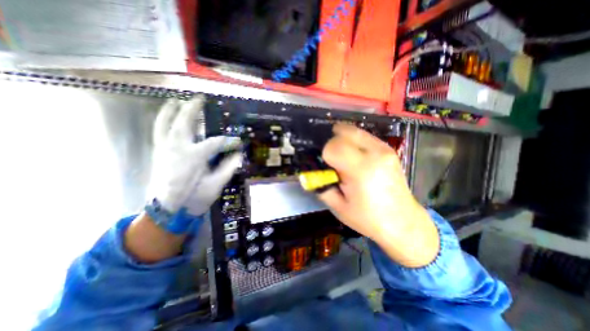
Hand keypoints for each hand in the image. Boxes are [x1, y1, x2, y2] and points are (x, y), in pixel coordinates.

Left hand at [147, 98, 241, 216]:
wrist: (168, 211)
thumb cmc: (194, 199)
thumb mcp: (215, 186)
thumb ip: (228, 168)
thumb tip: (238, 155)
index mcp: (194, 156)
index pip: (216, 143)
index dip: (230, 142)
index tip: (238, 143)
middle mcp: (177, 148)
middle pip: (185, 122)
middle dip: (193, 109)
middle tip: (200, 99)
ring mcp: (165, 149)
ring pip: (165, 123)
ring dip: (171, 110)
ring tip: (177, 101)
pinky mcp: (158, 153)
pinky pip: (159, 131)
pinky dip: (163, 121)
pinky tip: (167, 117)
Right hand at [318, 123, 437, 267]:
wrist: (402, 222)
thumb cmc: (368, 218)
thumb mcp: (338, 206)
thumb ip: (321, 185)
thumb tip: (311, 172)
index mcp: (361, 170)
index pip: (333, 146)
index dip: (325, 154)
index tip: (327, 167)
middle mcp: (375, 154)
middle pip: (343, 132)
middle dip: (332, 144)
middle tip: (333, 160)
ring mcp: (384, 149)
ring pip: (354, 131)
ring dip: (343, 140)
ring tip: (342, 156)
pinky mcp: (389, 150)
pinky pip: (364, 136)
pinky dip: (354, 141)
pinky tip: (355, 155)